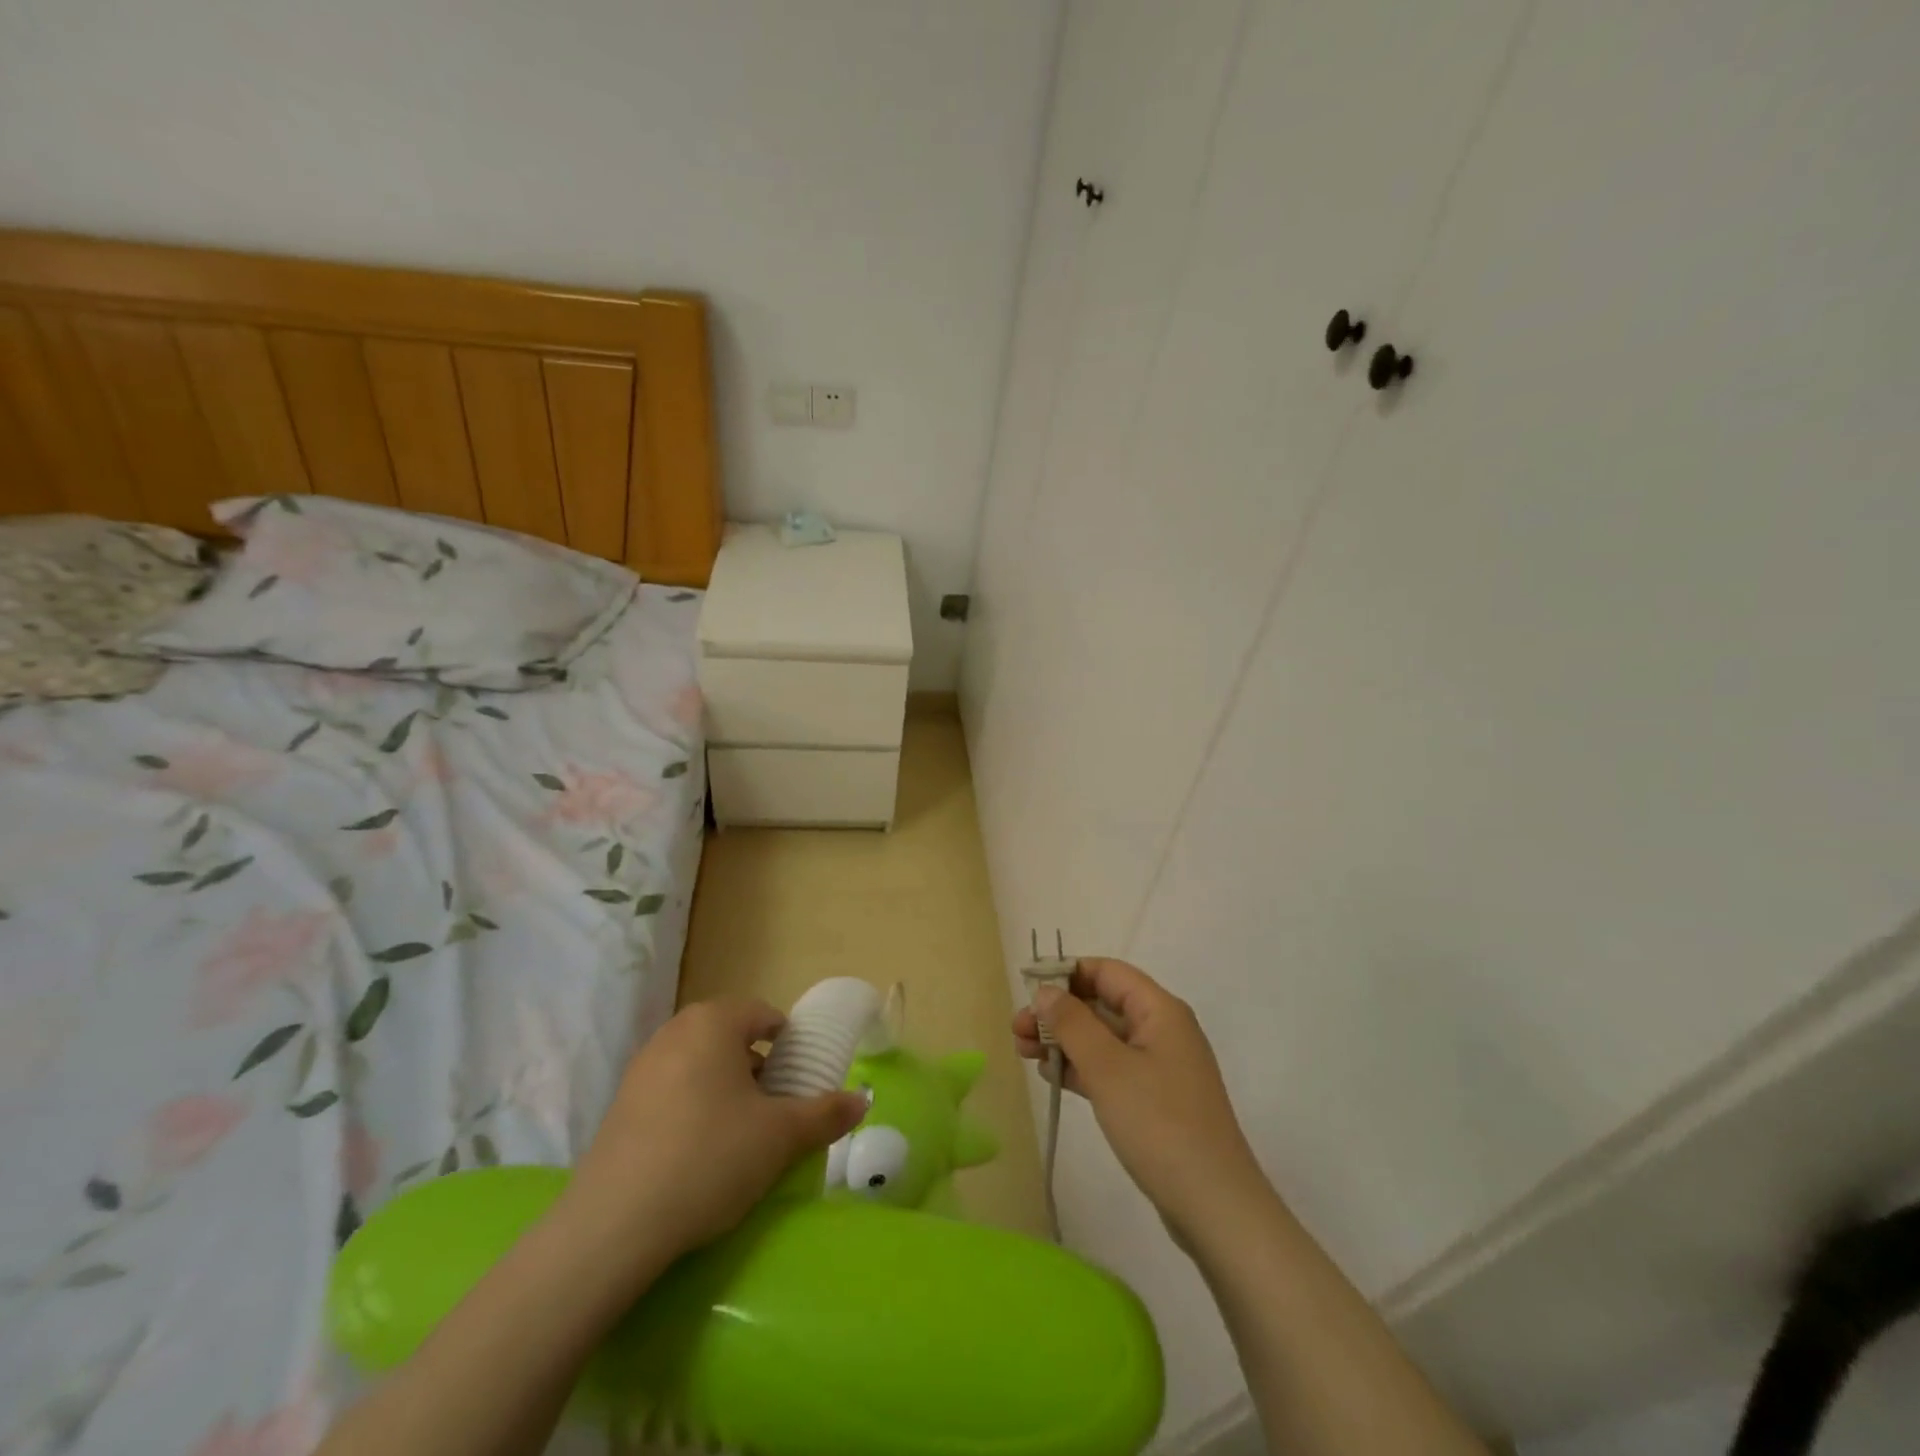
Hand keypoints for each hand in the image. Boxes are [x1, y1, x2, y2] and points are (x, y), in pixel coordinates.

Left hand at [563, 997, 867, 1280]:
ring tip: (741, 1134)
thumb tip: (863, 1100)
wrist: (613, 1227)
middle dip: (758, 1067)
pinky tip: (699, 1153)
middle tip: (776, 1109)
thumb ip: (825, 1113)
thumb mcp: (780, 1137)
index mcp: (714, 1022)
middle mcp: (675, 1032)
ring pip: (699, 1064)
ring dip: (725, 1088)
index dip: (789, 1044)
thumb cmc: (710, 1158)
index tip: (801, 1081)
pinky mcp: (619, 1106)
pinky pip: (671, 1090)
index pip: (763, 1015)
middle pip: (730, 1037)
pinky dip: (693, 1107)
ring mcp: (641, 1068)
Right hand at [1012, 959, 1269, 1243]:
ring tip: (1022, 1053)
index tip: (1028, 989)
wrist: (1214, 1206)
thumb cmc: (1159, 1124)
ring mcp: (1159, 1067)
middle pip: (1102, 1004)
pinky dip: (1080, 1068)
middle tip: (1016, 1030)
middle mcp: (1162, 1030)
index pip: (1107, 972)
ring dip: (1063, 1040)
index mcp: (1160, 1011)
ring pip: (1102, 1038)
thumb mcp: (1108, 1068)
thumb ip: (1072, 1024)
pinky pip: (1110, 1068)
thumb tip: (1046, 991)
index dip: (1066, 974)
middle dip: (1058, 1012)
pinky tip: (1051, 1077)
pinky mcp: (1153, 1099)